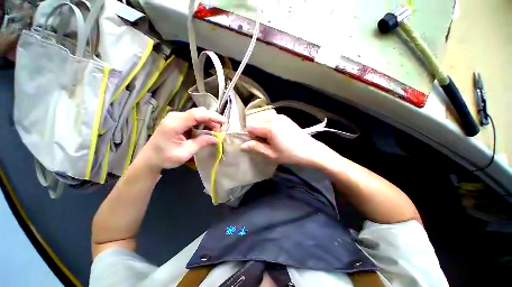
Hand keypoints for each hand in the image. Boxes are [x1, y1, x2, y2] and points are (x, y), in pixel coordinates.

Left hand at [141, 107, 225, 169]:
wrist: (150, 159)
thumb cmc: (165, 158)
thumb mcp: (185, 153)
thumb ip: (201, 143)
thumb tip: (216, 138)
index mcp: (174, 124)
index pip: (197, 114)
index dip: (212, 116)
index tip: (224, 122)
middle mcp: (175, 117)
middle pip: (198, 113)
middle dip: (211, 120)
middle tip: (219, 131)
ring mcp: (175, 117)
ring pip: (197, 115)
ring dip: (208, 122)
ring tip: (214, 132)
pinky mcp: (177, 120)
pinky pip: (193, 119)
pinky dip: (202, 124)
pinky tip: (206, 131)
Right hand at [241, 114, 330, 166]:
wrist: (311, 151)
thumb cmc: (290, 154)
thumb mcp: (271, 154)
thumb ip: (256, 148)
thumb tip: (242, 146)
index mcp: (270, 127)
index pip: (251, 128)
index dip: (250, 136)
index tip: (255, 145)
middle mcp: (274, 118)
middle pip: (258, 124)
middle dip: (258, 134)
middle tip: (266, 145)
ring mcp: (281, 117)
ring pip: (265, 123)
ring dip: (265, 131)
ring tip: (273, 142)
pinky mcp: (286, 119)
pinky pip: (272, 122)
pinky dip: (271, 128)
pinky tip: (279, 137)